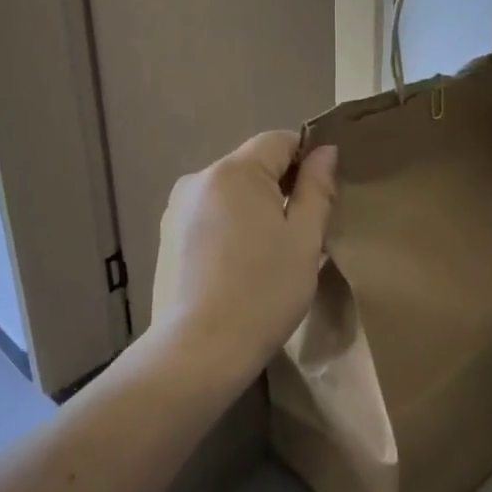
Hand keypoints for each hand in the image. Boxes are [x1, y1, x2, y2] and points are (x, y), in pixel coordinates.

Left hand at [147, 131, 339, 389]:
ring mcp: (176, 207)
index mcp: (234, 171)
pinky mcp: (166, 235)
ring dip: (254, 207)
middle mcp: (199, 178)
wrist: (197, 351)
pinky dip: (229, 225)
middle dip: (281, 185)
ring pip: (230, 191)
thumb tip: (325, 151)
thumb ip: (317, 189)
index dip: (307, 157)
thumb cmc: (262, 292)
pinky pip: (209, 214)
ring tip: (270, 252)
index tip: (324, 193)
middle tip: (304, 230)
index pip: (279, 140)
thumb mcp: (304, 240)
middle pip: (252, 164)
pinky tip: (238, 265)